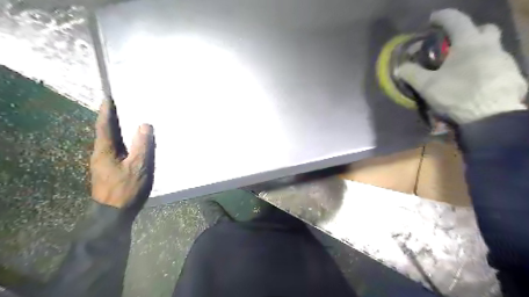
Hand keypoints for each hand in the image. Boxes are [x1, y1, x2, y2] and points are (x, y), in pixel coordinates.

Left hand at [90, 99, 155, 210]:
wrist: (113, 214)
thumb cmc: (125, 189)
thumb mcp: (138, 167)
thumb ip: (142, 146)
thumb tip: (144, 125)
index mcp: (104, 150)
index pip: (105, 126)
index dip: (107, 112)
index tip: (107, 98)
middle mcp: (101, 154)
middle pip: (106, 133)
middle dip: (112, 119)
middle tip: (121, 107)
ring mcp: (104, 163)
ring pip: (111, 142)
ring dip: (117, 131)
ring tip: (127, 121)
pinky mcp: (110, 170)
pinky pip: (117, 150)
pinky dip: (122, 142)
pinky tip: (131, 143)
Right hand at [399, 8, 525, 122]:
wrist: (491, 116)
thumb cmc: (457, 95)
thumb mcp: (428, 86)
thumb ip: (412, 74)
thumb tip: (400, 67)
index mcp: (469, 44)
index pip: (456, 20)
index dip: (443, 17)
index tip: (432, 19)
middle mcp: (491, 46)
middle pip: (483, 29)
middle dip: (469, 32)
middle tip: (455, 45)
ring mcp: (504, 60)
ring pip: (492, 47)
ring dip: (477, 51)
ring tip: (462, 68)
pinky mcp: (511, 74)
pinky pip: (496, 64)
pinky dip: (485, 67)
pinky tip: (475, 81)